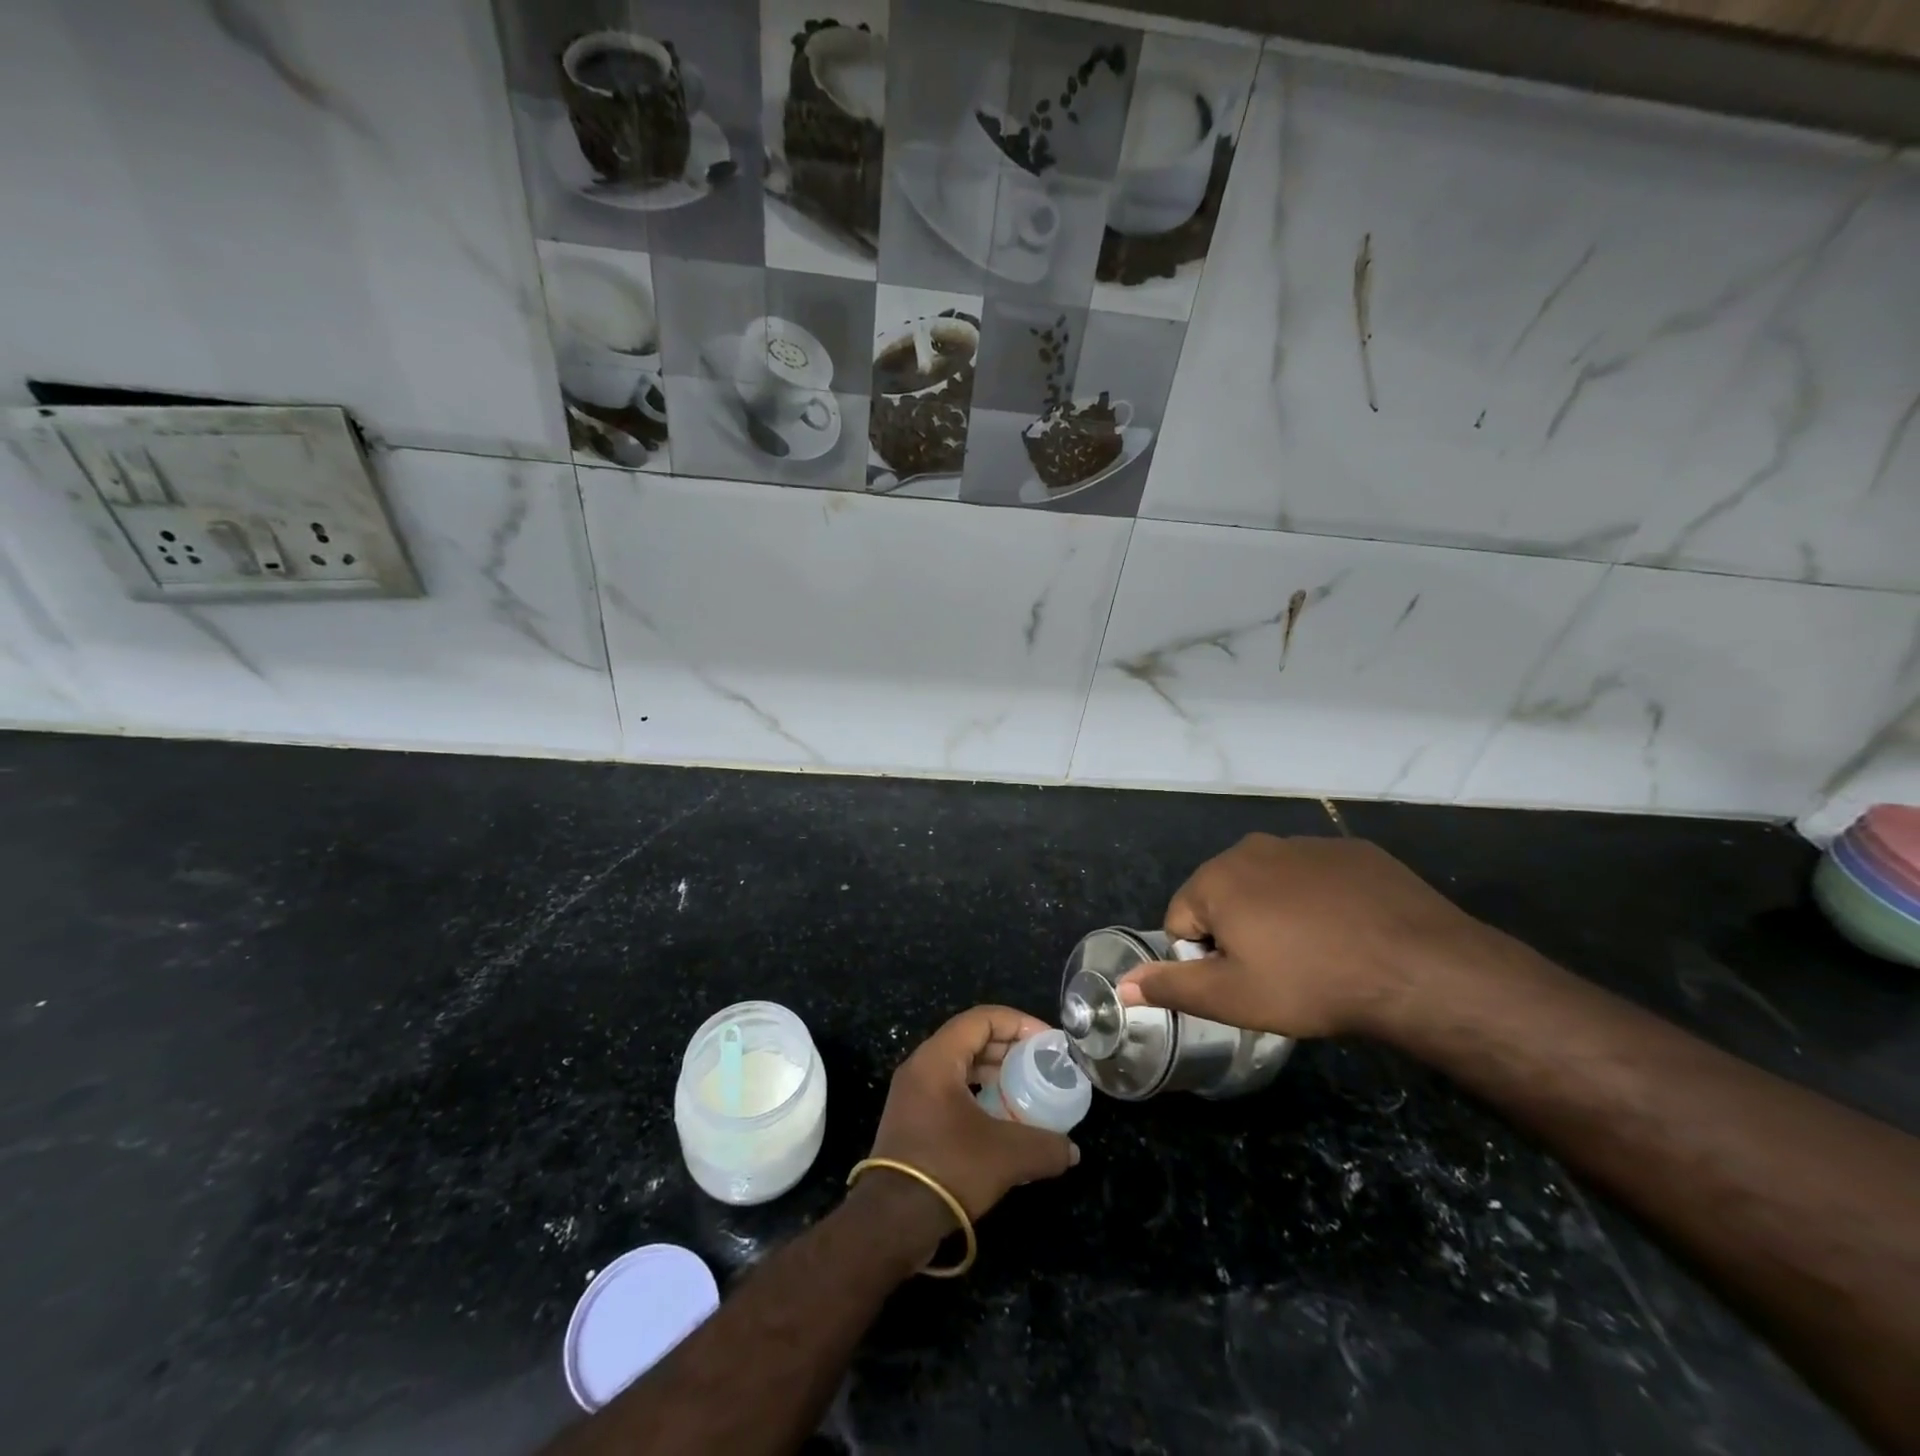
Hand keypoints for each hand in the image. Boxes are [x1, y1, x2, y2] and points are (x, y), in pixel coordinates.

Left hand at [867, 1006, 1079, 1223]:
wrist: (892, 1220)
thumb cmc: (949, 1168)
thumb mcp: (1007, 1155)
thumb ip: (1045, 1146)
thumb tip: (1071, 1151)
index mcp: (937, 1058)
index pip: (981, 1019)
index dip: (1018, 1023)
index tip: (1047, 1041)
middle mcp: (921, 1066)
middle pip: (970, 1038)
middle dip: (1009, 1047)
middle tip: (1042, 1064)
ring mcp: (913, 1093)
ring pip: (960, 1065)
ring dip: (994, 1072)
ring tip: (1027, 1088)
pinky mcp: (913, 1119)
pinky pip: (951, 1090)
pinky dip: (979, 1093)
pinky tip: (1002, 1117)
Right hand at [1116, 834, 1489, 1039]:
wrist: (1420, 967)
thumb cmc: (1311, 983)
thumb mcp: (1232, 998)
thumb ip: (1170, 987)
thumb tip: (1122, 985)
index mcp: (1216, 878)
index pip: (1181, 919)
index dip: (1203, 957)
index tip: (1242, 981)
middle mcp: (1253, 848)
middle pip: (1223, 895)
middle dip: (1237, 930)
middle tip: (1276, 971)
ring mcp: (1305, 843)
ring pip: (1269, 884)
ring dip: (1276, 914)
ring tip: (1315, 954)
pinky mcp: (1351, 849)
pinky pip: (1314, 876)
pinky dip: (1318, 901)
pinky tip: (1348, 931)